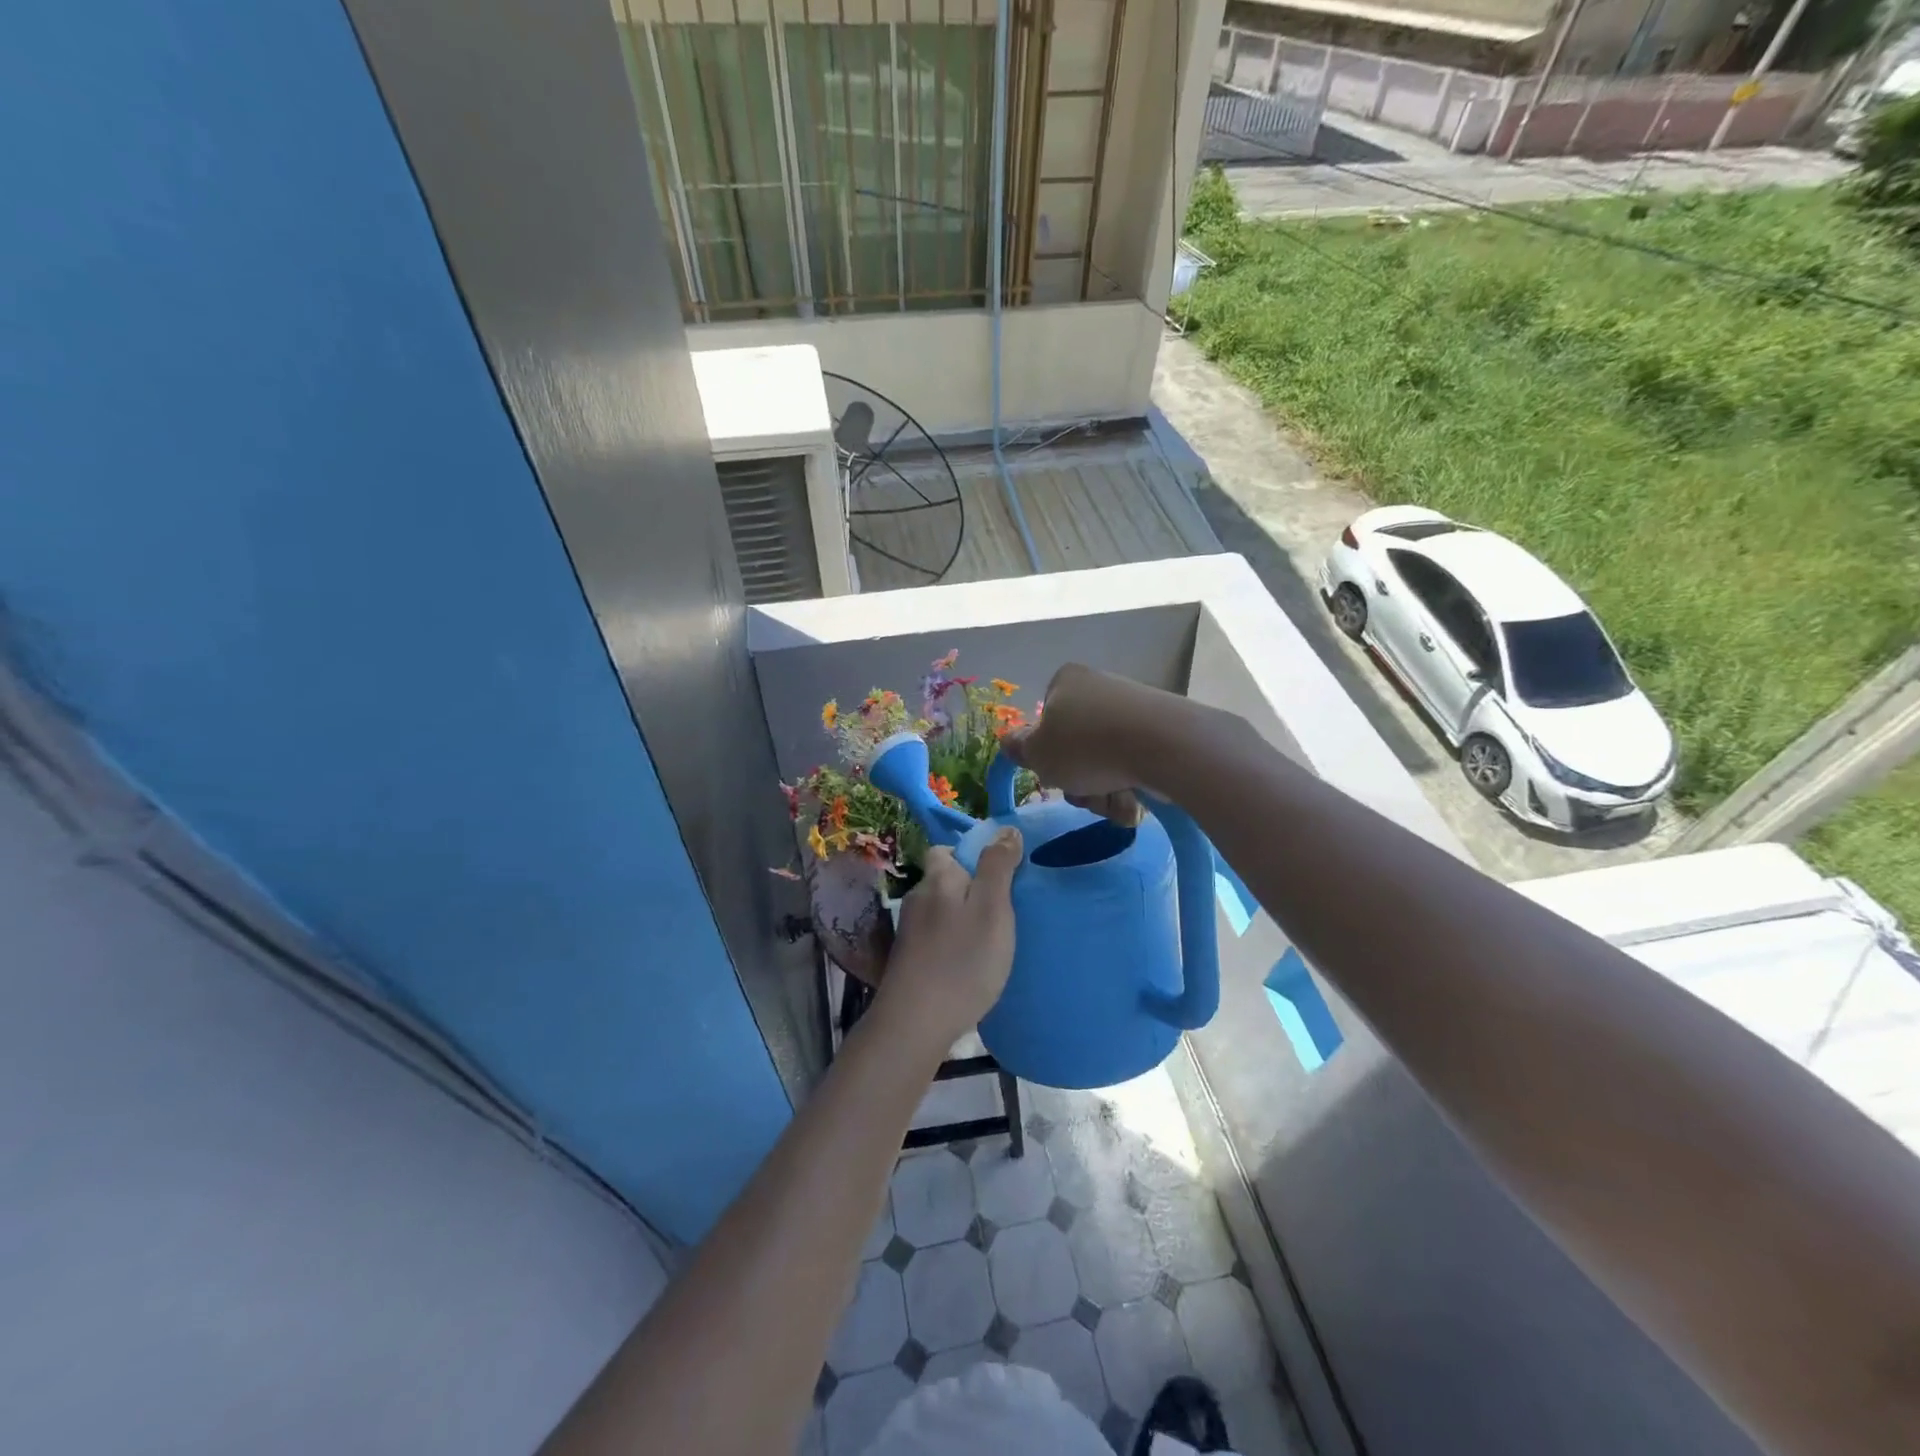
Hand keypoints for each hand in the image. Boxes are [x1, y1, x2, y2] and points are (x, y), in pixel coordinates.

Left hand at [877, 829, 1022, 1047]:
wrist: (916, 1023)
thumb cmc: (962, 960)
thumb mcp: (992, 908)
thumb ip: (998, 866)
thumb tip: (1006, 829)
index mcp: (938, 878)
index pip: (946, 849)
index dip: (971, 855)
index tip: (1000, 873)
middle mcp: (918, 897)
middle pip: (945, 879)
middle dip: (971, 887)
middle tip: (1004, 908)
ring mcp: (909, 930)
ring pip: (942, 910)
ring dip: (963, 917)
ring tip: (992, 938)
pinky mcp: (909, 959)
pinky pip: (937, 936)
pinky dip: (954, 941)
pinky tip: (970, 962)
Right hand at [999, 664, 1173, 822]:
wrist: (1164, 746)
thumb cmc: (1087, 746)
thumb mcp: (1038, 753)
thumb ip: (1019, 749)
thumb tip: (1010, 742)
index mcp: (1067, 682)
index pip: (1046, 720)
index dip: (1047, 753)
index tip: (1054, 772)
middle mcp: (1100, 689)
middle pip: (1076, 748)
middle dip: (1078, 781)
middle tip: (1084, 794)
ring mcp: (1134, 710)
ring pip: (1105, 763)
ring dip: (1102, 792)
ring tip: (1113, 800)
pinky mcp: (1162, 733)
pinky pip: (1134, 767)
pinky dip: (1130, 789)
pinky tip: (1136, 802)